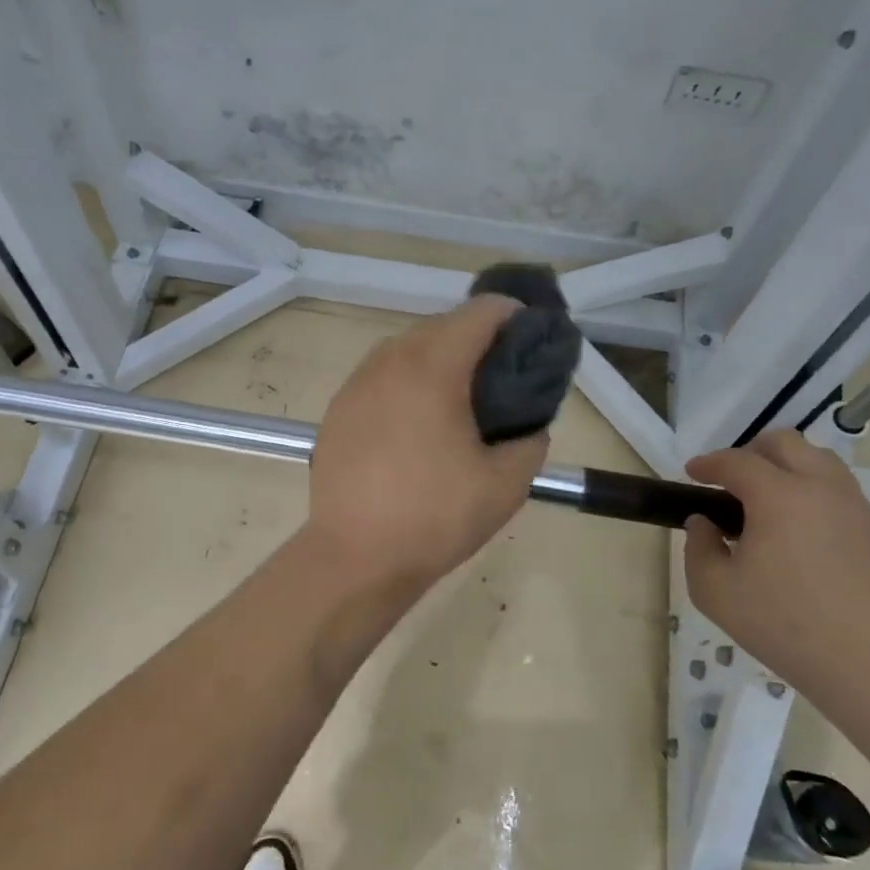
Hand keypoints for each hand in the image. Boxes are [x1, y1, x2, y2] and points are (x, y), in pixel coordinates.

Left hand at [306, 296, 548, 590]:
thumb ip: (530, 441)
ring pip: (406, 349)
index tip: (531, 344)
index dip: (514, 317)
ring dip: (438, 359)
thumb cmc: (434, 517)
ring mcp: (356, 383)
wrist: (355, 556)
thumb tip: (528, 426)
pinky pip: (381, 377)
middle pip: (441, 325)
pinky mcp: (337, 409)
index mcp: (432, 368)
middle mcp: (389, 361)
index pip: (480, 312)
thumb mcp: (506, 485)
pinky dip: (406, 382)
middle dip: (476, 339)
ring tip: (459, 401)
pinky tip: (416, 424)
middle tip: (500, 378)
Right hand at [682, 430, 869, 686]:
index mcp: (779, 496)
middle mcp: (823, 489)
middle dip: (752, 452)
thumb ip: (699, 548)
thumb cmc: (783, 625)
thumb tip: (704, 523)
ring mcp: (860, 509)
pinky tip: (807, 543)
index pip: (736, 461)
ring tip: (770, 507)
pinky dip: (817, 502)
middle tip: (733, 481)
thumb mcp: (715, 592)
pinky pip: (844, 500)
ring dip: (789, 471)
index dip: (708, 463)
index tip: (691, 473)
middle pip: (786, 443)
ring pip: (822, 464)